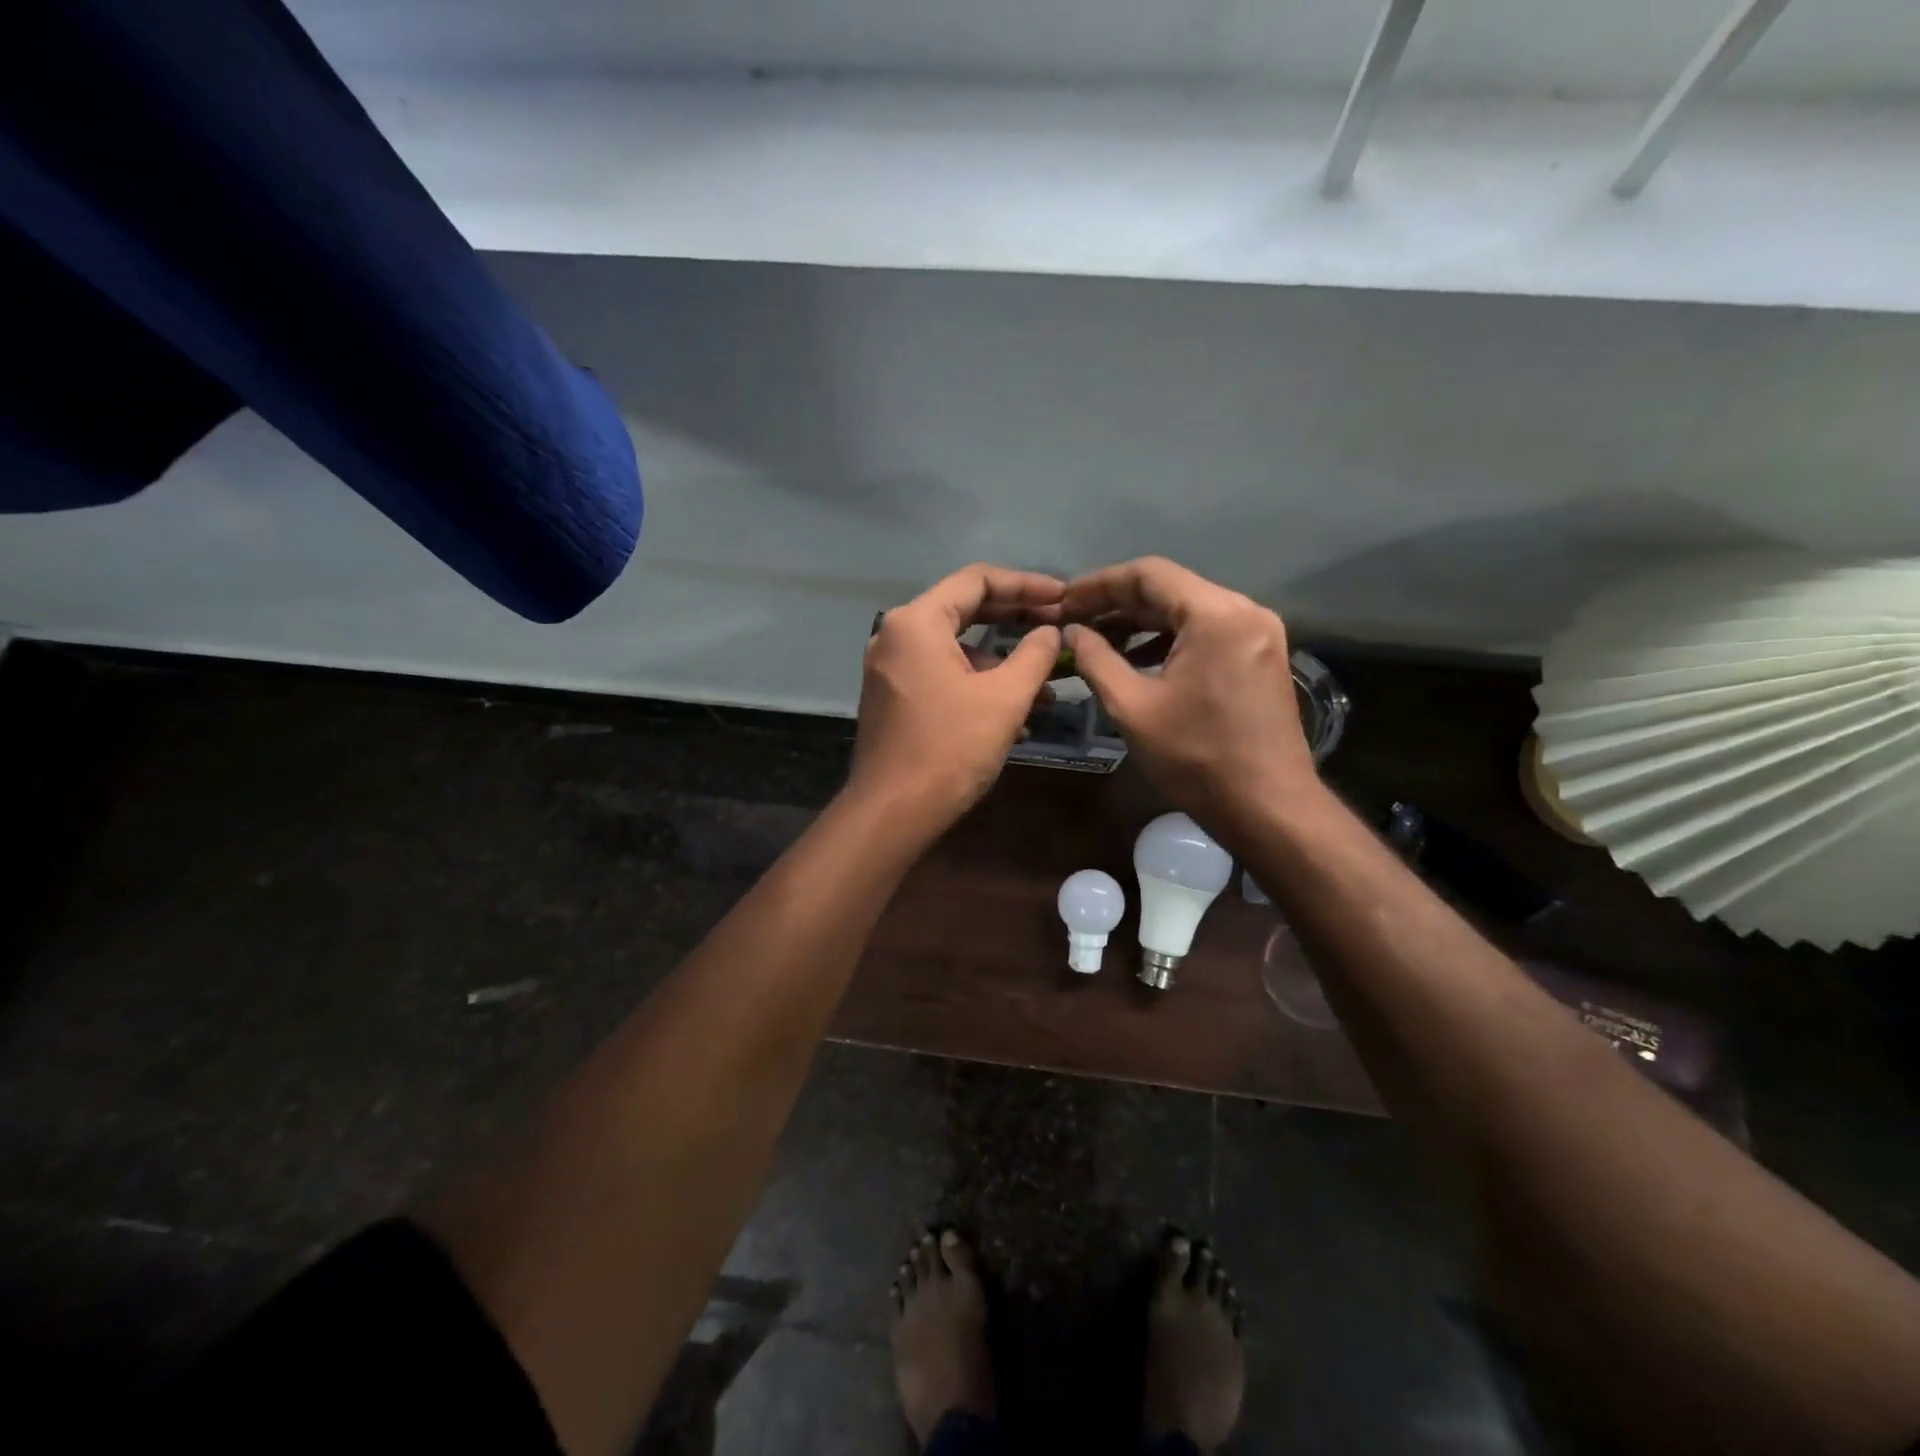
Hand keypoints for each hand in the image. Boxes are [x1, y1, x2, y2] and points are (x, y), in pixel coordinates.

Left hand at [849, 564, 1064, 832]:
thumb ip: (1034, 654)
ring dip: (1000, 660)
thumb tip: (1051, 632)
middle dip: (1015, 618)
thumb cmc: (950, 748)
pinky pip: (941, 673)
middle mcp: (895, 635)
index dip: (1025, 584)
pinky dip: (976, 682)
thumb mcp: (1004, 698)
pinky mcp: (892, 696)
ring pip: (954, 647)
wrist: (893, 812)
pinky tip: (1012, 712)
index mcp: (917, 622)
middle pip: (964, 608)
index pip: (976, 580)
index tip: (1063, 596)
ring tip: (1045, 683)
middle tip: (1057, 625)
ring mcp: (890, 667)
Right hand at [1061, 557, 1317, 831]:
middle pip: (1170, 589)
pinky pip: (1206, 631)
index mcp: (1216, 615)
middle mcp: (1244, 611)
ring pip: (1188, 610)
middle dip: (1117, 603)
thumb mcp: (1132, 707)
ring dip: (1141, 622)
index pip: (1148, 575)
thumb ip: (1096, 659)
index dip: (1099, 584)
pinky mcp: (1260, 656)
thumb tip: (1072, 631)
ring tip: (1097, 639)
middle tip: (1073, 620)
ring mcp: (1258, 633)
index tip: (1063, 601)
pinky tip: (1136, 658)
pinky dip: (1168, 639)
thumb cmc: (1196, 758)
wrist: (1268, 807)